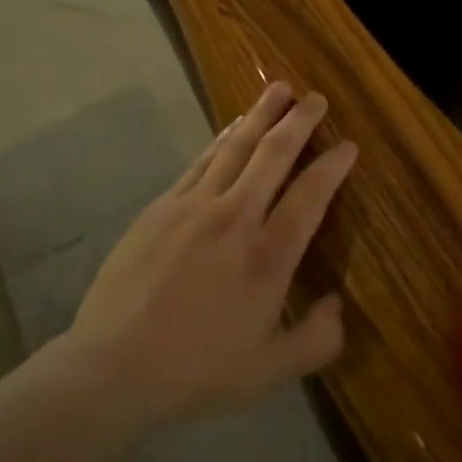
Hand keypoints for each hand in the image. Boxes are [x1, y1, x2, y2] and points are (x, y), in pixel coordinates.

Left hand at [64, 82, 356, 429]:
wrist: (113, 367)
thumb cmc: (197, 371)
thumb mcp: (270, 372)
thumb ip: (317, 339)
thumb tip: (339, 304)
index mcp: (268, 256)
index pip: (311, 195)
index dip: (333, 166)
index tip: (348, 145)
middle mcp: (235, 218)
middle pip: (274, 154)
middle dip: (300, 121)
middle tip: (317, 98)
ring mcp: (195, 206)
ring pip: (236, 147)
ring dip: (262, 115)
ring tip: (280, 89)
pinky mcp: (162, 206)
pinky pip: (201, 161)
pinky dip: (223, 138)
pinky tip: (233, 127)